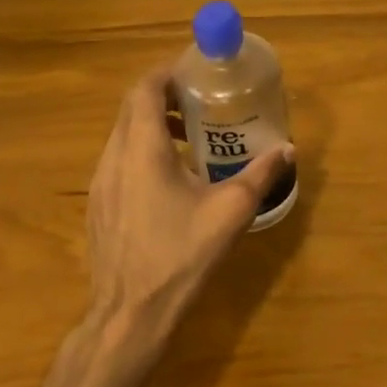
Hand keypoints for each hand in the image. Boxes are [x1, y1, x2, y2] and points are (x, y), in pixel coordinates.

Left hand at [85, 66, 293, 330]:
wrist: (129, 315)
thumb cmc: (180, 255)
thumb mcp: (230, 211)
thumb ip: (260, 174)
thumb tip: (288, 149)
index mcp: (141, 148)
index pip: (144, 88)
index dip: (167, 72)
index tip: (196, 71)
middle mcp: (113, 157)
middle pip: (131, 108)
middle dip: (164, 96)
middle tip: (201, 101)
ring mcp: (100, 183)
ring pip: (123, 135)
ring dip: (153, 125)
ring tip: (192, 138)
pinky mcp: (98, 206)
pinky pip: (118, 161)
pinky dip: (142, 152)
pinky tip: (171, 180)